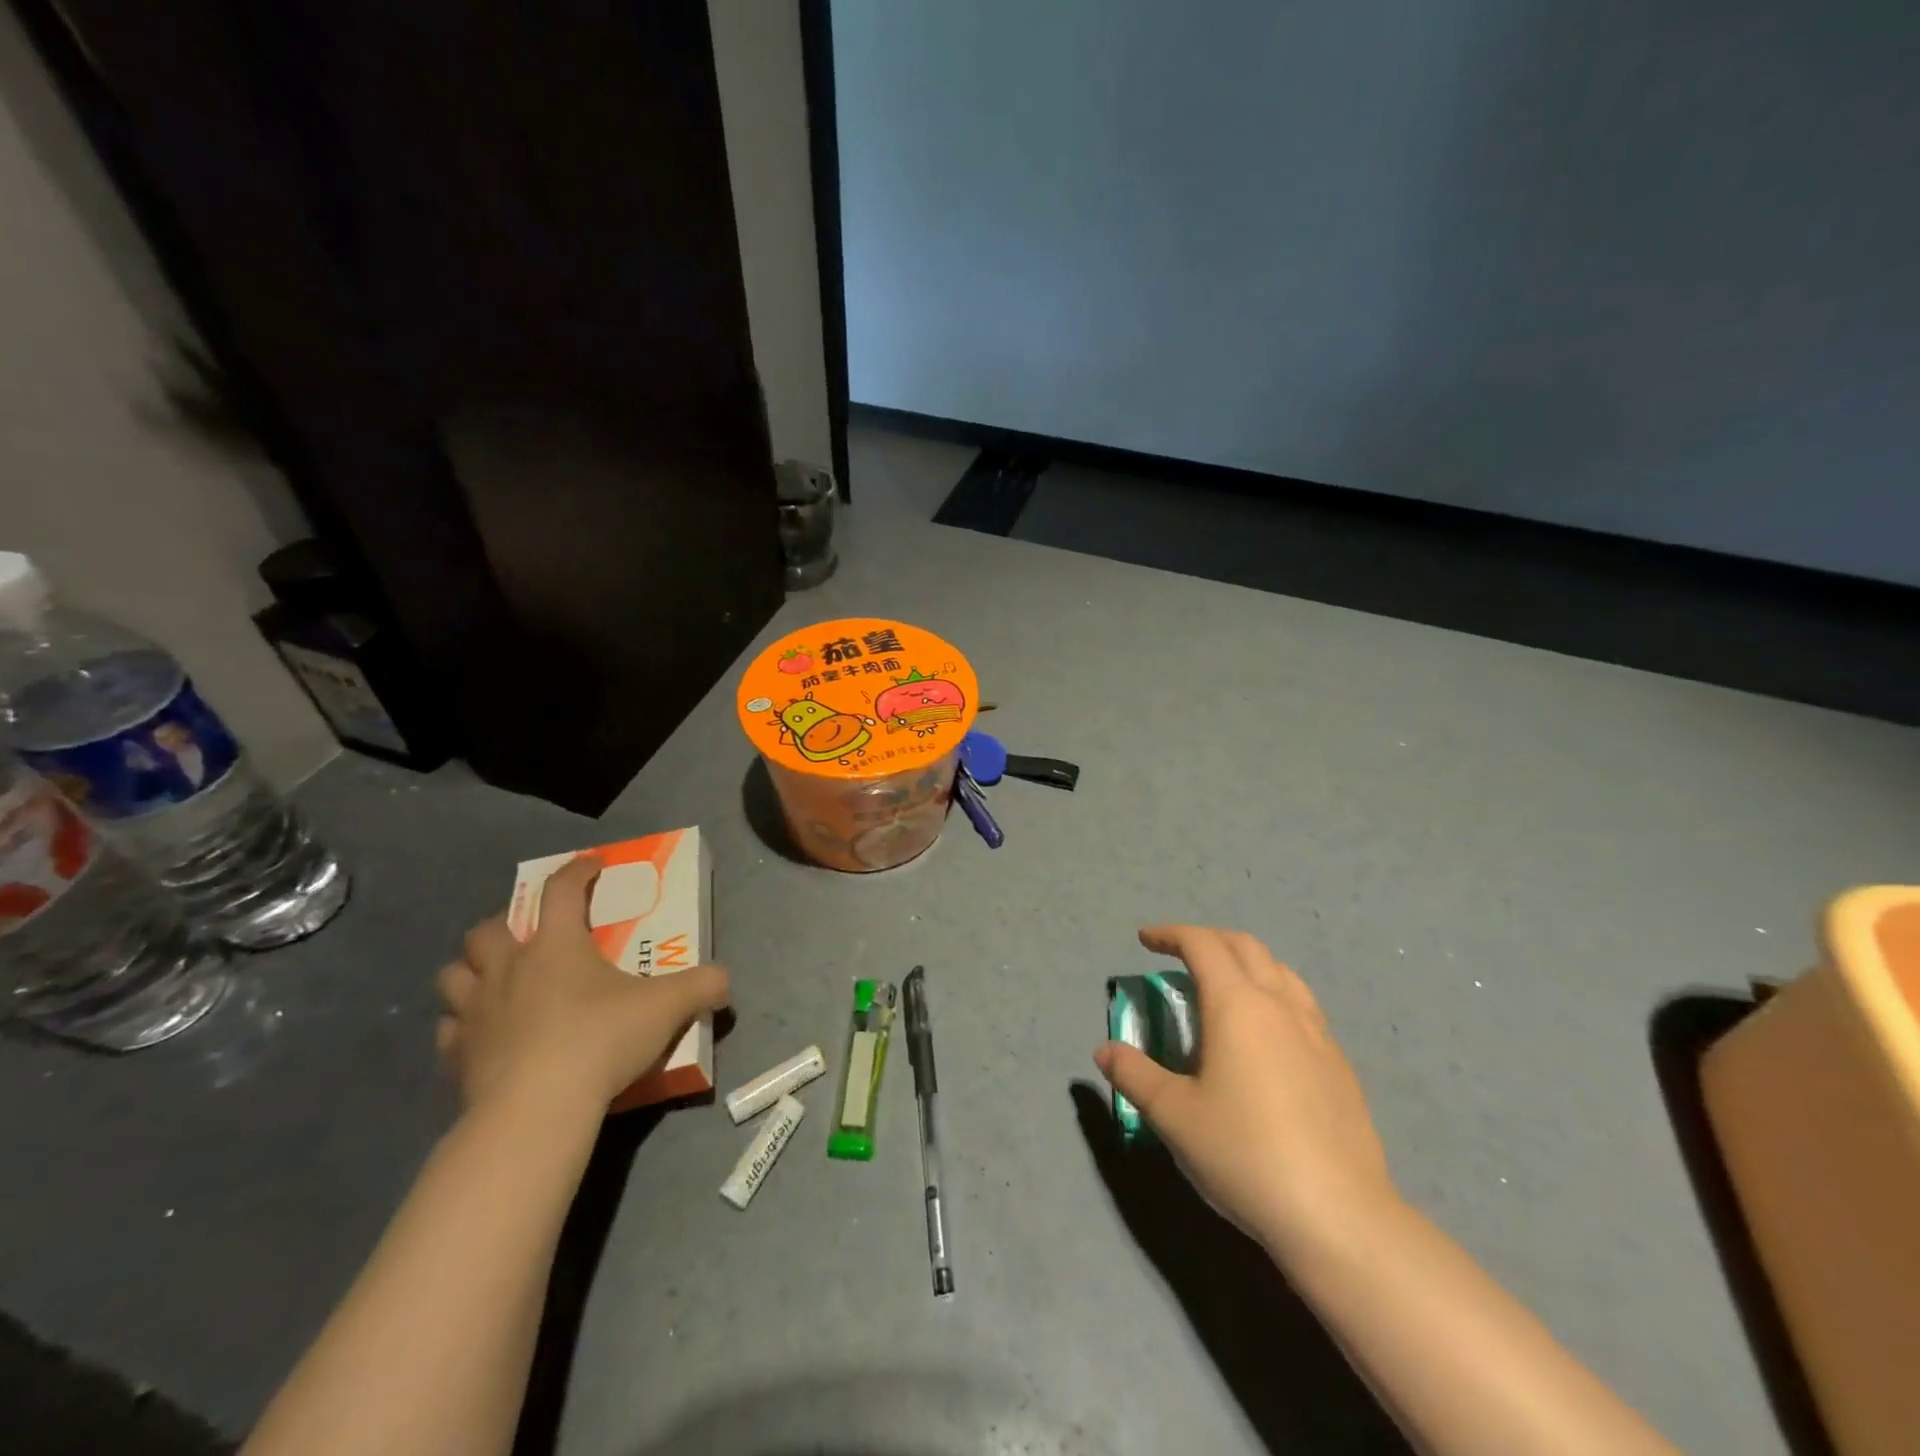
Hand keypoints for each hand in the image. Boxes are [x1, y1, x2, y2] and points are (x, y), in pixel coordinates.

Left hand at [436, 856, 729, 1111]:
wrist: (536, 1110)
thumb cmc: (601, 1040)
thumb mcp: (667, 1007)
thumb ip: (702, 986)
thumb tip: (725, 982)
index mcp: (555, 945)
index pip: (561, 889)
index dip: (577, 871)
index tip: (591, 865)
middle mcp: (508, 968)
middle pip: (487, 929)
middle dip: (505, 924)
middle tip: (531, 936)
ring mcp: (475, 1012)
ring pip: (454, 974)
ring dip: (473, 972)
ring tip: (498, 982)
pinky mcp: (457, 1056)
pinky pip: (448, 1029)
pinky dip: (463, 1025)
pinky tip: (484, 1035)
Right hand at [1095, 926, 1396, 1254]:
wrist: (1339, 1215)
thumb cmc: (1245, 1154)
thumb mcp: (1173, 1115)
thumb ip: (1134, 1074)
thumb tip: (1105, 1050)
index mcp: (1237, 1005)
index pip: (1202, 945)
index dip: (1170, 934)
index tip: (1145, 940)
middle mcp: (1280, 1005)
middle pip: (1245, 946)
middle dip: (1208, 939)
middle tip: (1179, 955)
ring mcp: (1317, 1032)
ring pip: (1280, 971)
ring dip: (1246, 962)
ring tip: (1224, 986)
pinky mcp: (1339, 1064)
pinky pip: (1302, 1005)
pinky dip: (1274, 995)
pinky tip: (1265, 1035)